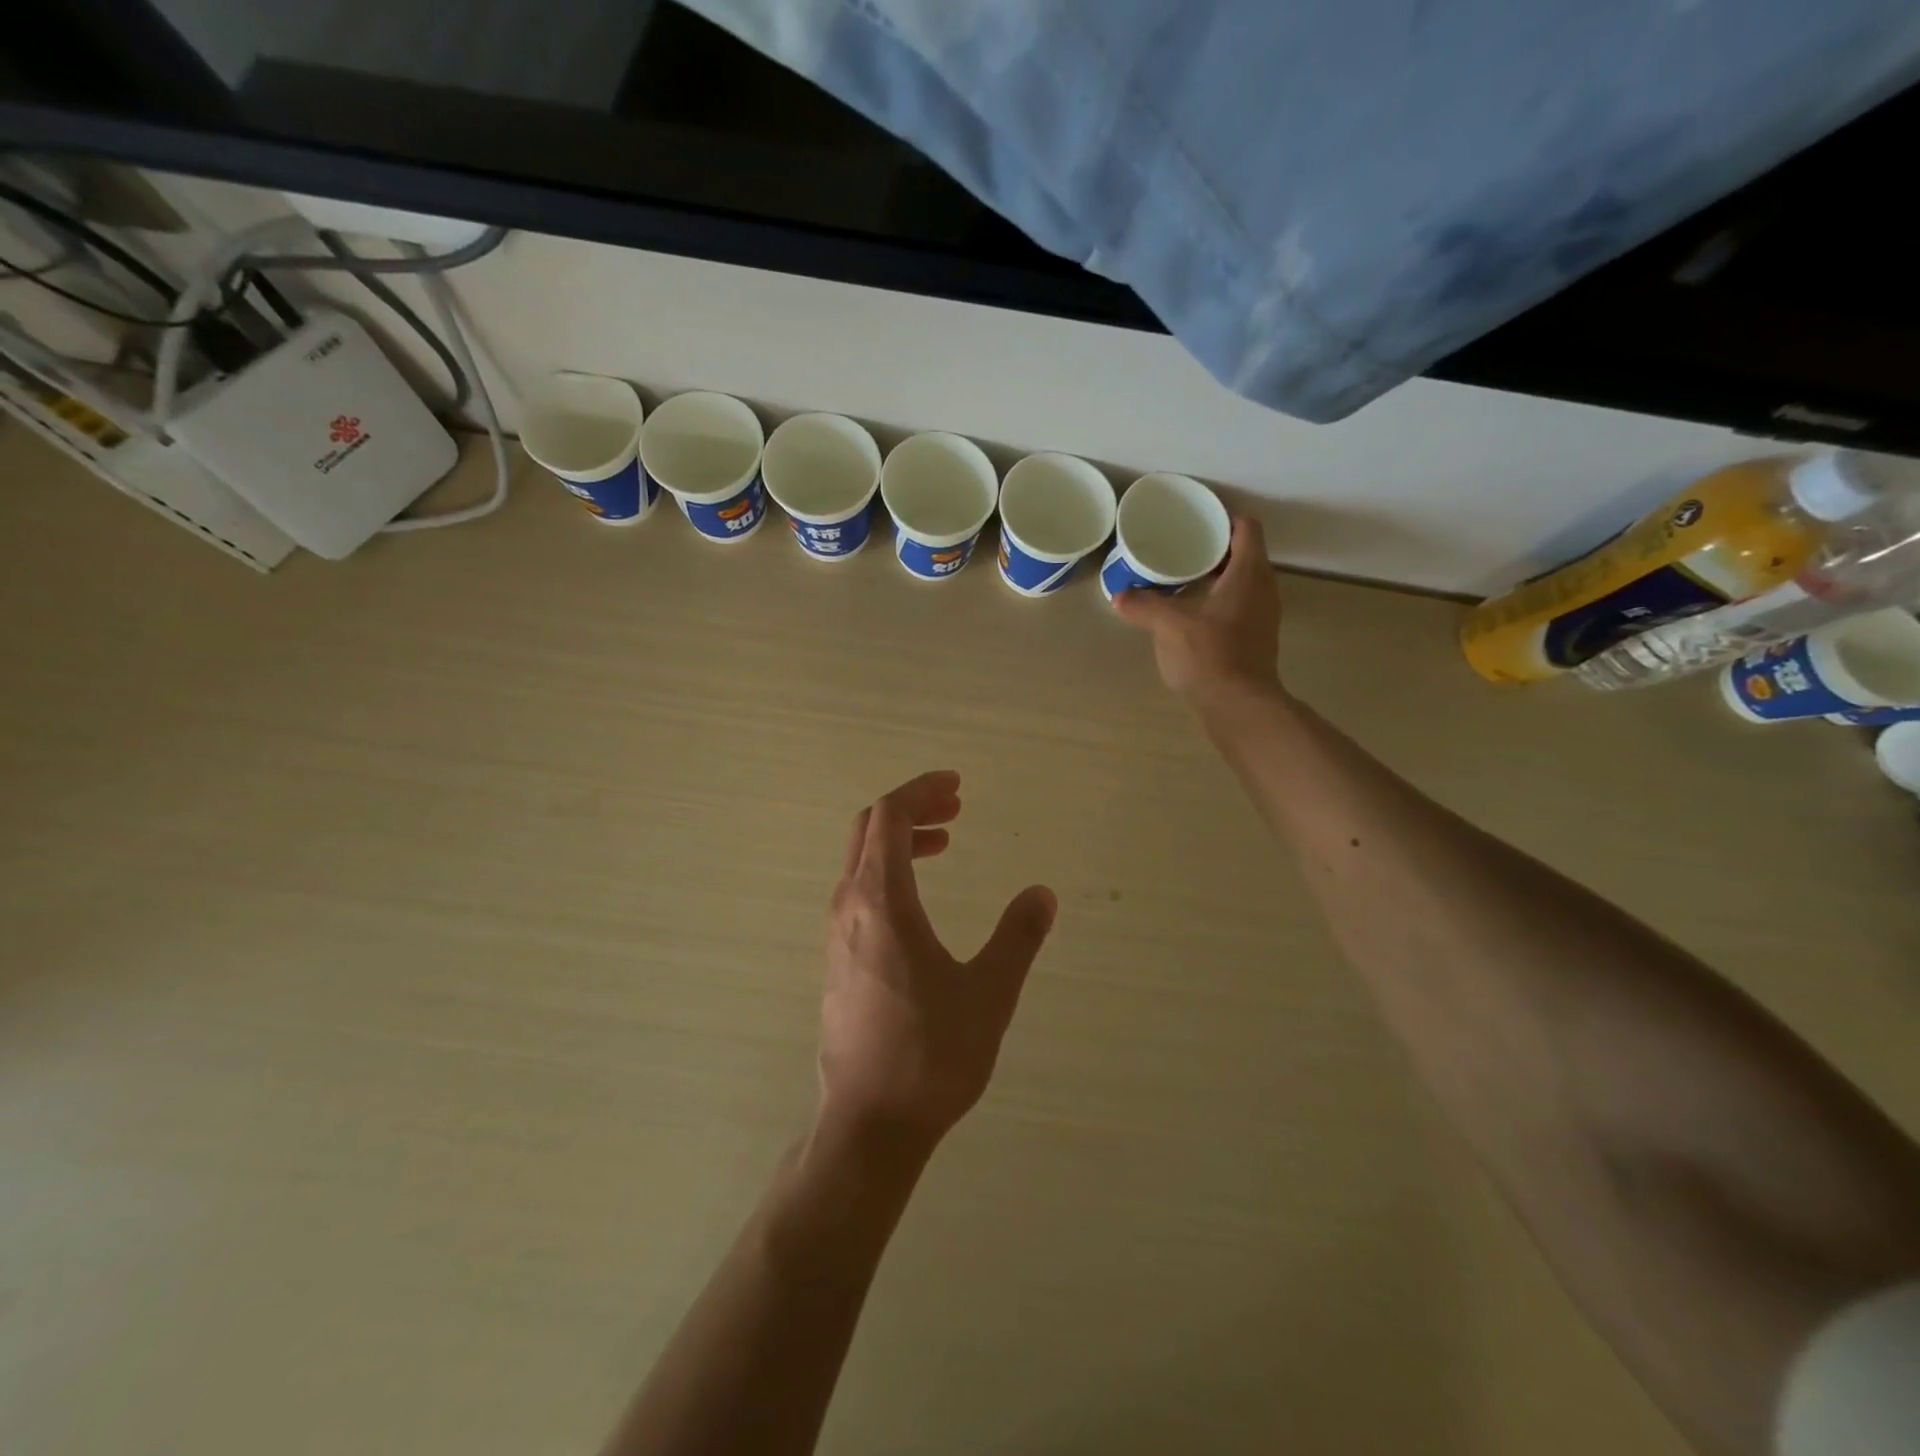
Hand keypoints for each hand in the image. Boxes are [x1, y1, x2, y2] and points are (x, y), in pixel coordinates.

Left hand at [817, 771, 1056, 1151]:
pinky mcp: (837, 959)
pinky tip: (919, 897)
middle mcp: (849, 906)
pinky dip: (889, 870)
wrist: (868, 1124)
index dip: (921, 791)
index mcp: (881, 901)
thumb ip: (1016, 938)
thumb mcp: (988, 993)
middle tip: (955, 807)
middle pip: (869, 828)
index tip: (956, 786)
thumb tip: (1041, 894)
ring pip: (861, 859)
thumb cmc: (930, 1055)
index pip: (889, 816)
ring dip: (900, 839)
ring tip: (944, 842)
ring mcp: (836, 934)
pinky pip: (858, 889)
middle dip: (911, 807)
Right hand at [1115, 516, 1281, 697]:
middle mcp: (1264, 588)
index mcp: (1249, 572)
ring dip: (1216, 577)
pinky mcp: (1256, 639)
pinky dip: (1218, 601)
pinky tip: (1191, 614)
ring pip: (1242, 581)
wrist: (1238, 705)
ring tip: (1182, 579)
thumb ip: (1143, 605)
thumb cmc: (1209, 654)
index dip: (1223, 518)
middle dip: (1214, 548)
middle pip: (1244, 554)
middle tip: (1181, 548)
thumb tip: (1119, 595)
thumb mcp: (1168, 624)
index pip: (1246, 527)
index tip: (1196, 521)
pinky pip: (1239, 606)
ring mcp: (1263, 615)